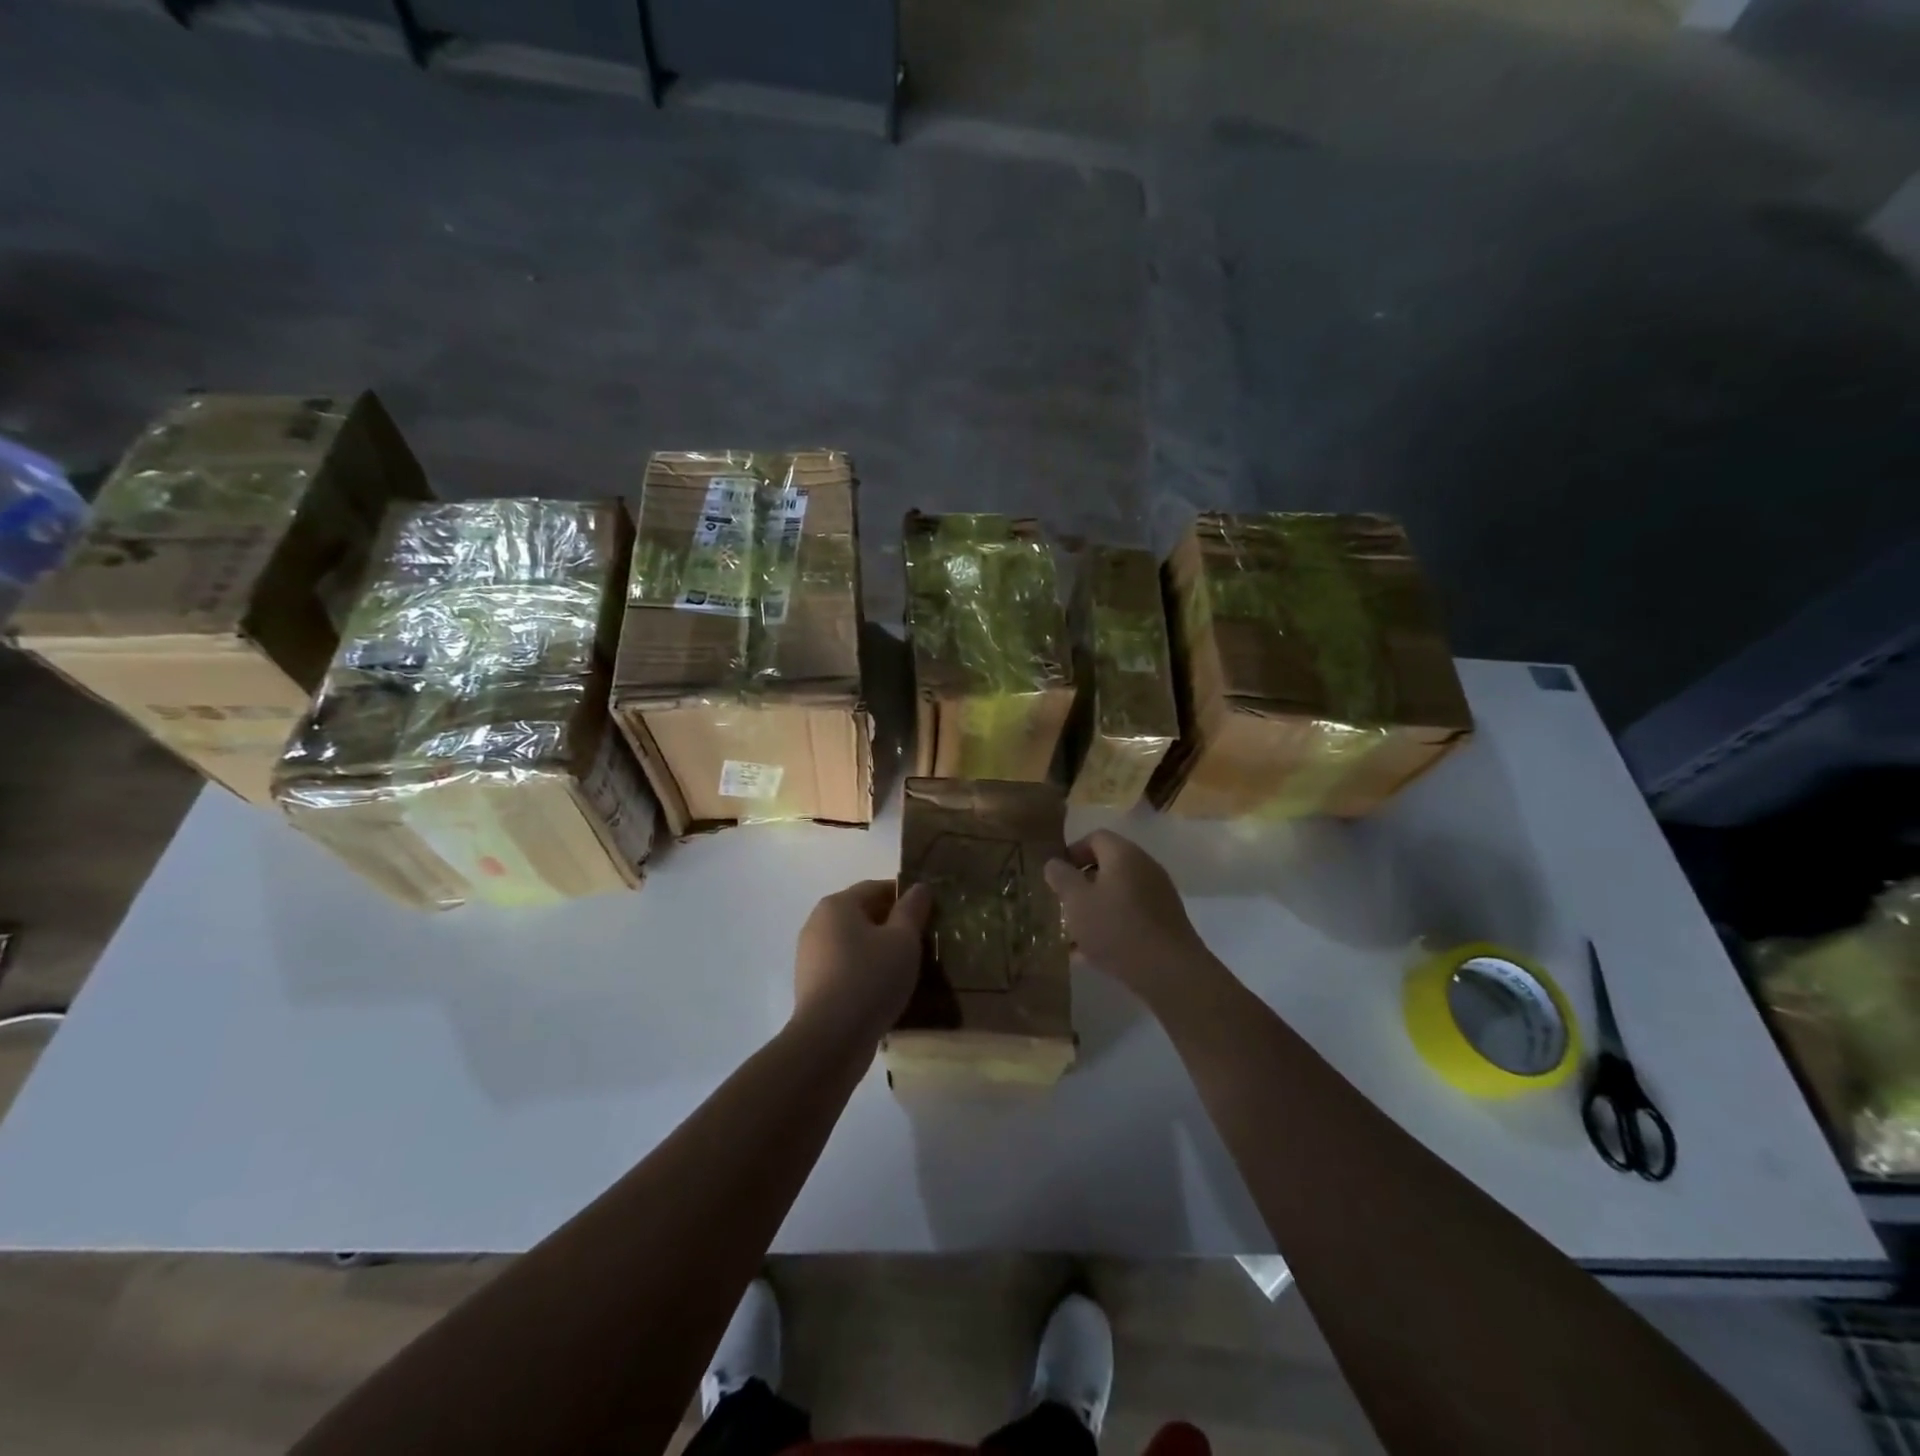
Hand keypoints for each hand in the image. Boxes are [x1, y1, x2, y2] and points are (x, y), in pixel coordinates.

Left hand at [793, 879, 933, 1039]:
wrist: (830, 1039)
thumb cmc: (870, 978)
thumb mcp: (903, 940)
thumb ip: (912, 910)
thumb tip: (919, 888)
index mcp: (837, 905)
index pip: (876, 888)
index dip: (906, 897)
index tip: (930, 913)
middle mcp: (817, 924)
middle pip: (863, 915)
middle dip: (893, 925)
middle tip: (924, 942)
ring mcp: (811, 956)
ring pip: (855, 943)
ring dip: (880, 950)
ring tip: (909, 969)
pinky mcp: (812, 986)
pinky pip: (846, 968)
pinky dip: (866, 972)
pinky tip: (886, 990)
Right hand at [1044, 831, 1215, 1009]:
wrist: (1170, 972)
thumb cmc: (1116, 928)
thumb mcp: (1076, 901)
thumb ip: (1061, 877)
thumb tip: (1055, 863)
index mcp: (1124, 854)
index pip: (1095, 837)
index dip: (1072, 852)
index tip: (1057, 876)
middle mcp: (1145, 867)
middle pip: (1108, 866)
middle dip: (1082, 884)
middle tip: (1064, 905)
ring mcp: (1159, 895)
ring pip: (1118, 893)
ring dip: (1096, 907)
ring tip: (1075, 934)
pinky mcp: (1165, 921)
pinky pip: (1131, 914)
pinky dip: (1112, 925)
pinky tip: (1094, 953)